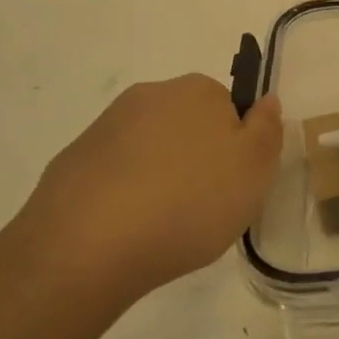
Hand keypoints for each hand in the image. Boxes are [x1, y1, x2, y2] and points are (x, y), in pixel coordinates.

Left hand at [0, 75, 283, 338]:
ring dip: (159, 177)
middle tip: (204, 207)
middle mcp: (150, 95)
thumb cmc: (188, 202)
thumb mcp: (255, 169)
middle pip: (188, 125)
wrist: (85, 247)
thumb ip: (268, 129)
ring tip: (162, 226)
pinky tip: (125, 231)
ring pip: (149, 149)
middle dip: (197, 159)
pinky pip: (113, 175)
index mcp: (197, 90)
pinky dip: (123, 195)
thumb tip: (266, 101)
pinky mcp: (71, 163)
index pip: (229, 108)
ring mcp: (104, 128)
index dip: (236, 148)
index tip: (233, 184)